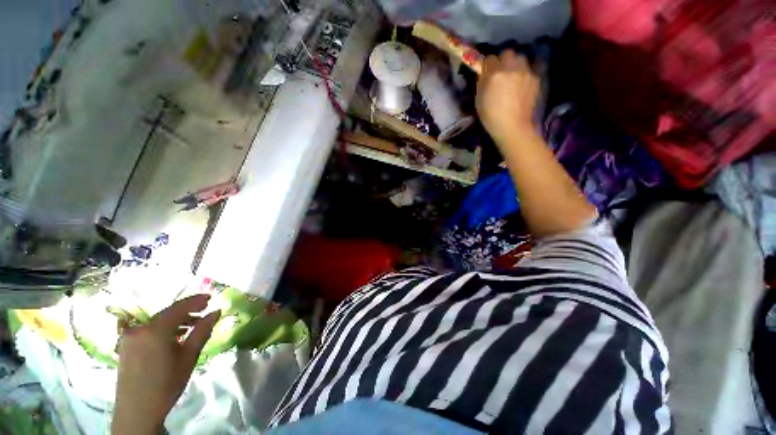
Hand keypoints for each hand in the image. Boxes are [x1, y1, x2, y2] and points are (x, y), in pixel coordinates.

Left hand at [112, 294, 219, 434]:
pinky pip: (148, 331)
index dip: (196, 300)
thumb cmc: (167, 383)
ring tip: (192, 327)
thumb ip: (202, 331)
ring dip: (175, 321)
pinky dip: (163, 330)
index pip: (179, 307)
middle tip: (204, 311)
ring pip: (157, 322)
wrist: (137, 412)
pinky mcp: (126, 346)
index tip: (211, 297)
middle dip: (187, 312)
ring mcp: (129, 337)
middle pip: (167, 313)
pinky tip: (173, 338)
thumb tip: (216, 312)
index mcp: (155, 330)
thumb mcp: (189, 357)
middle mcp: (139, 329)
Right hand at [476, 50, 539, 144]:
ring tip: (513, 77)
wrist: (513, 126)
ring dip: (515, 64)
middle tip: (501, 73)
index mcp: (495, 73)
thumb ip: (482, 82)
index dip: (487, 65)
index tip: (486, 72)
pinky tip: (521, 85)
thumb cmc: (491, 116)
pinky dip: (524, 74)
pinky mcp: (536, 78)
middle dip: (503, 61)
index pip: (490, 58)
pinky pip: (529, 69)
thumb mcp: (479, 100)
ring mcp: (526, 72)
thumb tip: (484, 73)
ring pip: (520, 58)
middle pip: (507, 53)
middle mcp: (511, 67)